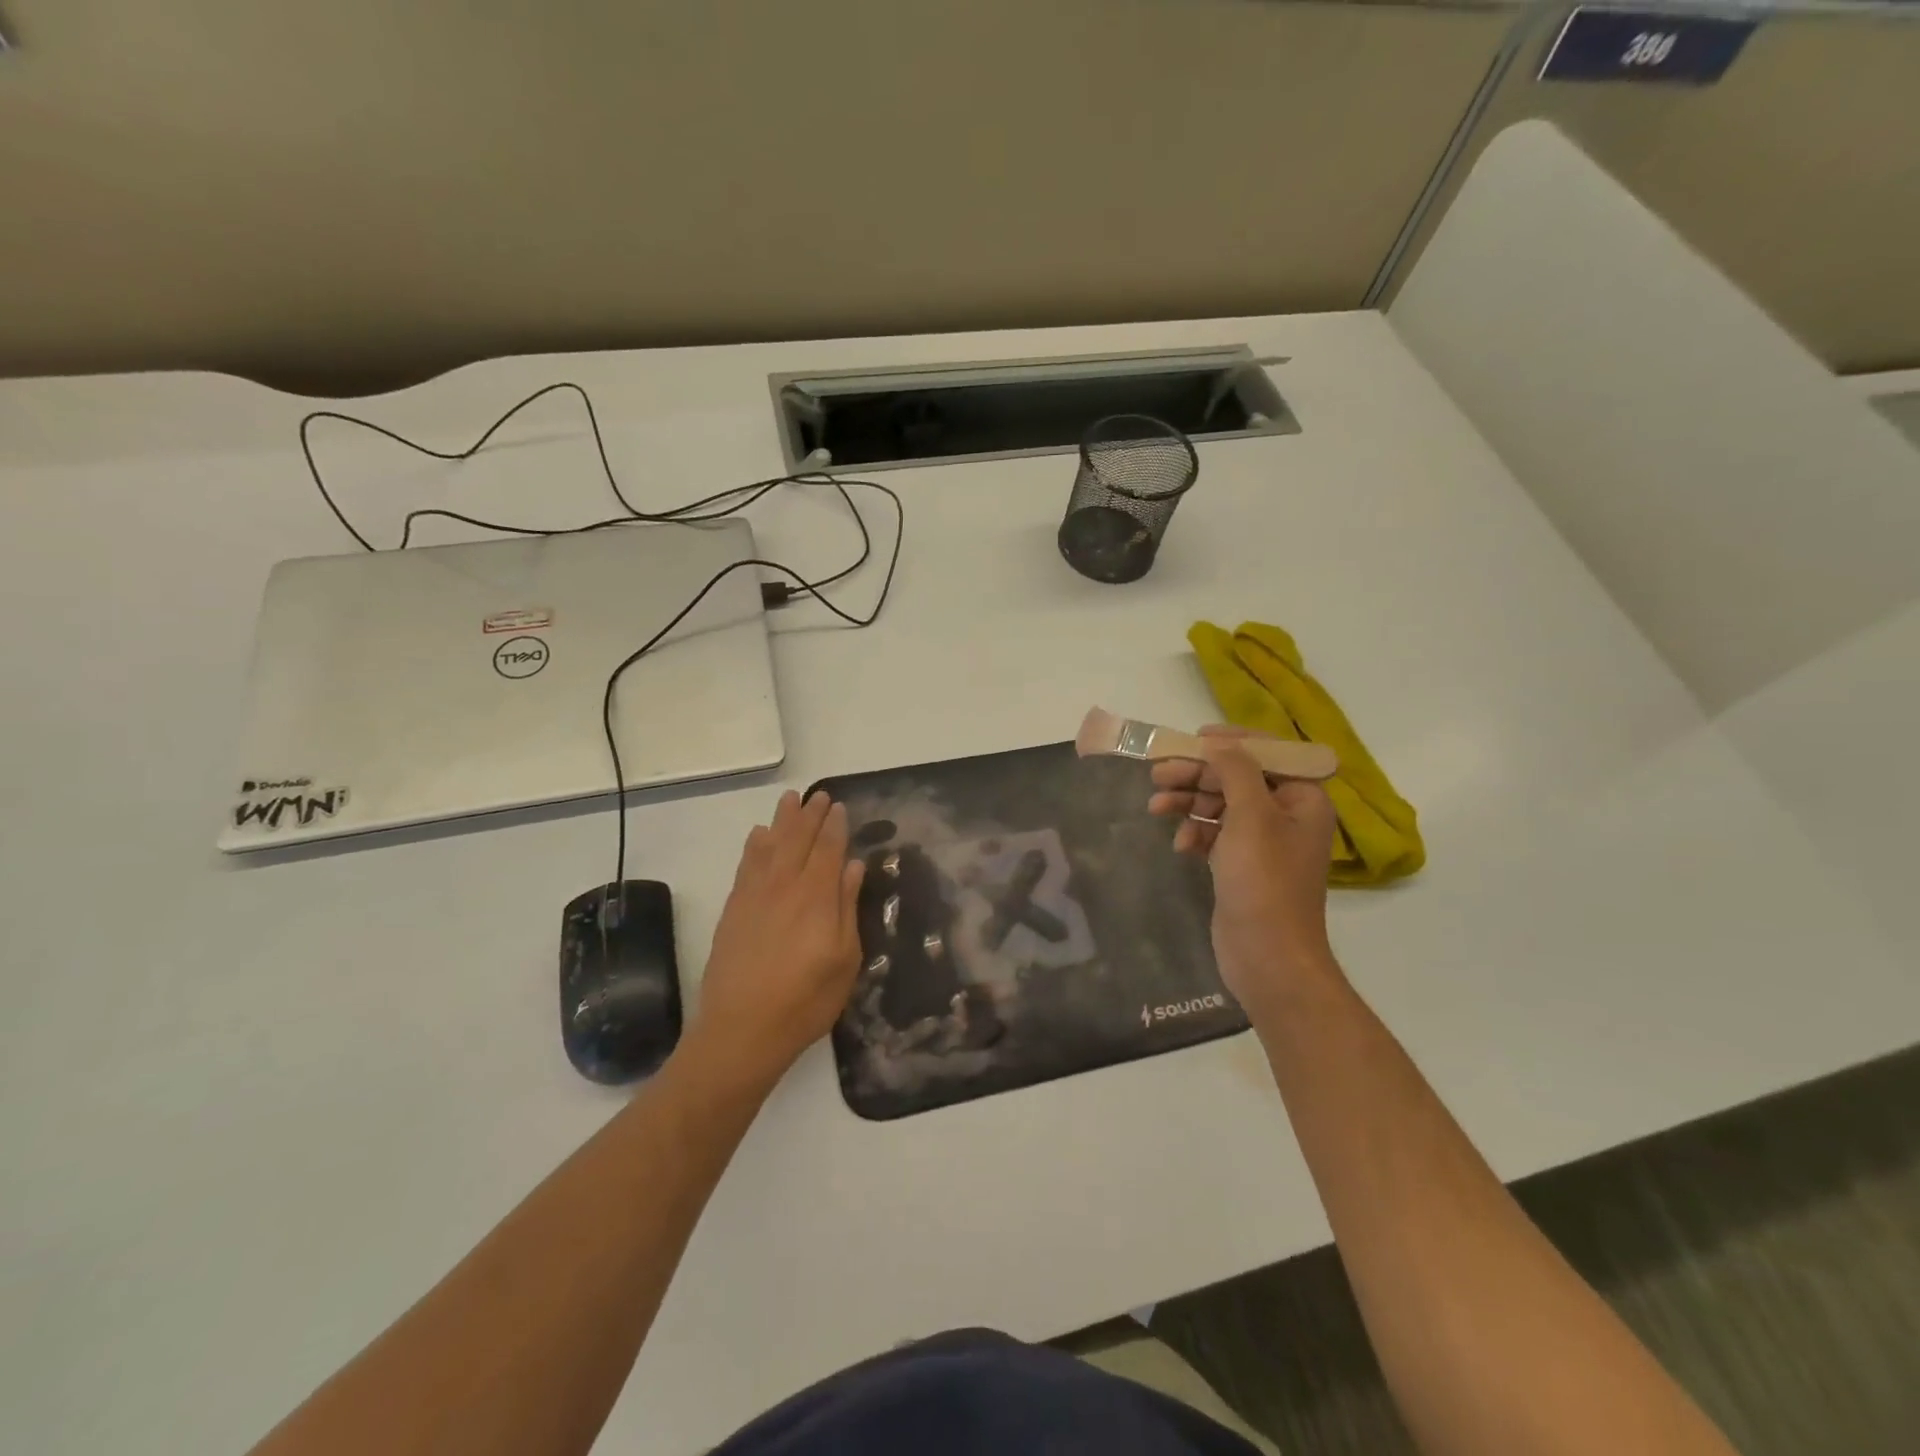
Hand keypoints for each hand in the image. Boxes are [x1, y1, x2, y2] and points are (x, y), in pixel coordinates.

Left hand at [690, 790, 865, 1086]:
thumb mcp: (845, 959)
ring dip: (782, 820)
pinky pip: (745, 865)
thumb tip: (853, 867)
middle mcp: (785, 886)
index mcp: (817, 897)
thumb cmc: (806, 1000)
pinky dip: (754, 846)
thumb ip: (847, 908)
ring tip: (790, 800)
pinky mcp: (734, 909)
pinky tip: (758, 835)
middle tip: (819, 795)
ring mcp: (755, 895)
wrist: (741, 1030)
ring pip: (770, 845)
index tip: (839, 807)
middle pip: (798, 840)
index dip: (835, 826)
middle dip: (810, 815)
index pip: (828, 850)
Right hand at [1148, 727, 1337, 1015]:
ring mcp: (1263, 842)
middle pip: (1238, 778)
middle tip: (1158, 772)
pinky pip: (1214, 834)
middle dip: (1198, 774)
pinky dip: (1195, 833)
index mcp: (1303, 799)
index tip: (1193, 739)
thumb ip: (1235, 772)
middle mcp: (1286, 815)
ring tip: (1155, 806)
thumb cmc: (1264, 881)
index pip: (1269, 754)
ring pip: (1221, 805)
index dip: (1232, 743)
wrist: (1268, 957)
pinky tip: (1180, 845)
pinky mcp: (1241, 864)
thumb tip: (1219, 743)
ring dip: (1189, 802)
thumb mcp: (1251, 817)